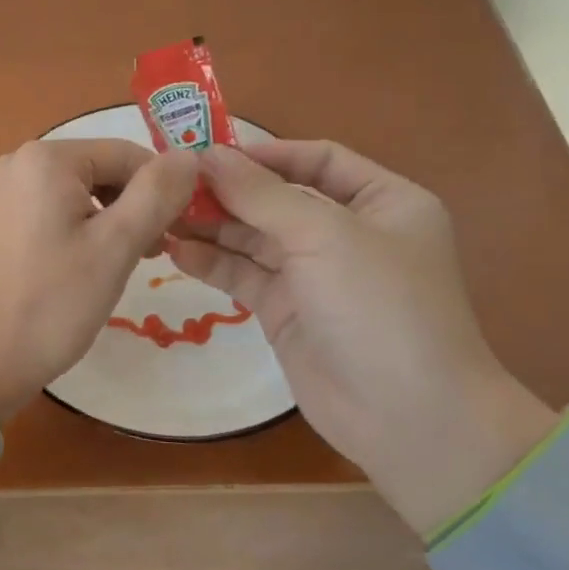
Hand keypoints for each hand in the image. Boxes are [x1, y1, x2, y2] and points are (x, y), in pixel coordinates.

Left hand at [0, 139, 198, 423]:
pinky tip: (84, 269)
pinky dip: (77, 231)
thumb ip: (157, 194)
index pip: (127, 154)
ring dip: (108, 222)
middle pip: (100, 170)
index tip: (176, 236)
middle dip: (133, 207)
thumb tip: (189, 155)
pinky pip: (49, 211)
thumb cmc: (49, 304)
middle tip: (150, 257)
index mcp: (46, 158)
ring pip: (76, 193)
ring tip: (120, 267)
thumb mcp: (114, 247)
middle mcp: (16, 162)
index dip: (162, 190)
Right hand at [165, 141, 556, 533]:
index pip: (318, 159)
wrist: (407, 418)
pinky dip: (212, 262)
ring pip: (255, 237)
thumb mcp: (323, 236)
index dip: (264, 153)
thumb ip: (260, 194)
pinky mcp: (287, 311)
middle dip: (228, 191)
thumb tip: (207, 155)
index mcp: (383, 201)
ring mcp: (315, 274)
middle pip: (278, 198)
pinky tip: (176, 251)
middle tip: (170, 183)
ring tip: (161, 214)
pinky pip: (244, 274)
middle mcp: (349, 232)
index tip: (208, 152)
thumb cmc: (380, 307)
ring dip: (212, 225)